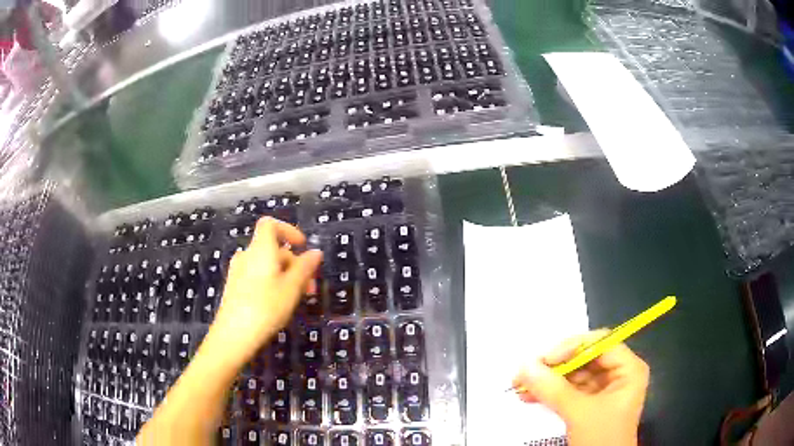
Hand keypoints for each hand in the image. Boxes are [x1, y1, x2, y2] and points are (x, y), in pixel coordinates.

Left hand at [203, 218, 322, 367]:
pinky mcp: (234, 287)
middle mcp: (246, 256)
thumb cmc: (265, 308)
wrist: (233, 335)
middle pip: (272, 248)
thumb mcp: (291, 288)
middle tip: (309, 287)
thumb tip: (315, 252)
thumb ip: (304, 268)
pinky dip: (271, 283)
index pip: (270, 224)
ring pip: (266, 265)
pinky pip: (256, 276)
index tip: (303, 246)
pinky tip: (278, 304)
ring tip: (297, 298)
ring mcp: (238, 272)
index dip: (288, 230)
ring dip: (285, 276)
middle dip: (294, 263)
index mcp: (260, 250)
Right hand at [512, 330, 648, 445]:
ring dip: (547, 381)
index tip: (544, 360)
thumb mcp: (580, 413)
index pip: (600, 344)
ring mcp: (603, 390)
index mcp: (628, 369)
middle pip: (585, 359)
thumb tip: (525, 365)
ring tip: (520, 385)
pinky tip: (528, 397)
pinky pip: (569, 392)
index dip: (572, 347)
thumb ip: (554, 389)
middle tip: (526, 371)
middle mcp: (618, 374)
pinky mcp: (589, 405)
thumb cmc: (601, 438)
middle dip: (554, 367)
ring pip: (573, 376)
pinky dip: (549, 394)